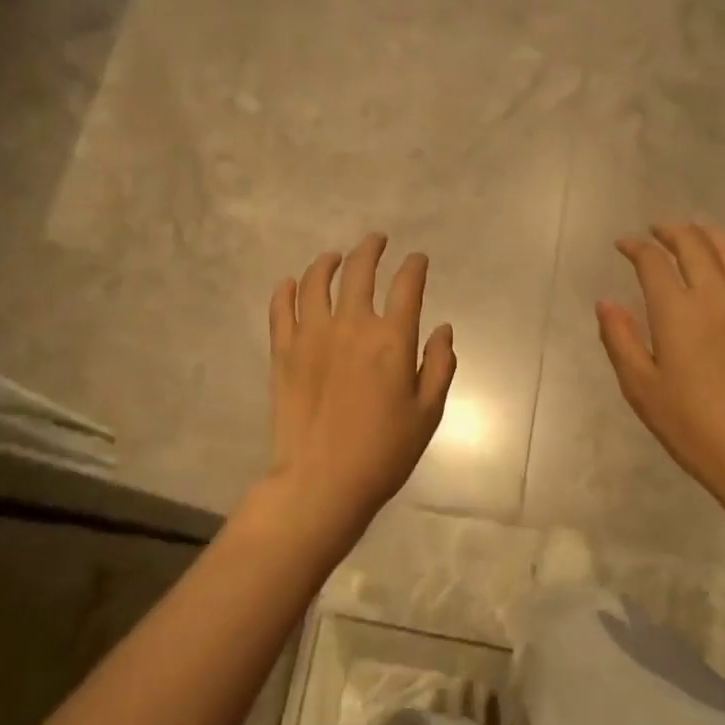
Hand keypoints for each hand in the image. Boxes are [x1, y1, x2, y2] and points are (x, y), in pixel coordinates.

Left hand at [267, 233, 455, 535]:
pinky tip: (291, 284)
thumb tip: (444, 329)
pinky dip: (286, 290)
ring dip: (328, 263)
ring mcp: (311, 336)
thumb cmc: (384, 452)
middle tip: (376, 241)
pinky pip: (280, 309)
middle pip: (359, 271)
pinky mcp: (283, 352)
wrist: (322, 482)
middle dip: (371, 249)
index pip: (407, 286)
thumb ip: (439, 366)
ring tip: (334, 258)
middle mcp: (351, 326)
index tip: (418, 260)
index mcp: (392, 340)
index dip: (415, 267)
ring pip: (315, 282)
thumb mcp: (427, 413)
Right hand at [597, 223, 724, 533]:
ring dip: (710, 235)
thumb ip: (620, 340)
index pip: (655, 262)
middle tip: (655, 230)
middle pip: (697, 245)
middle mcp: (717, 298)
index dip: (636, 247)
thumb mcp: (641, 388)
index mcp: (679, 312)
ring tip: (695, 232)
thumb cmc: (691, 426)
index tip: (622, 244)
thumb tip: (607, 303)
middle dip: (672, 231)